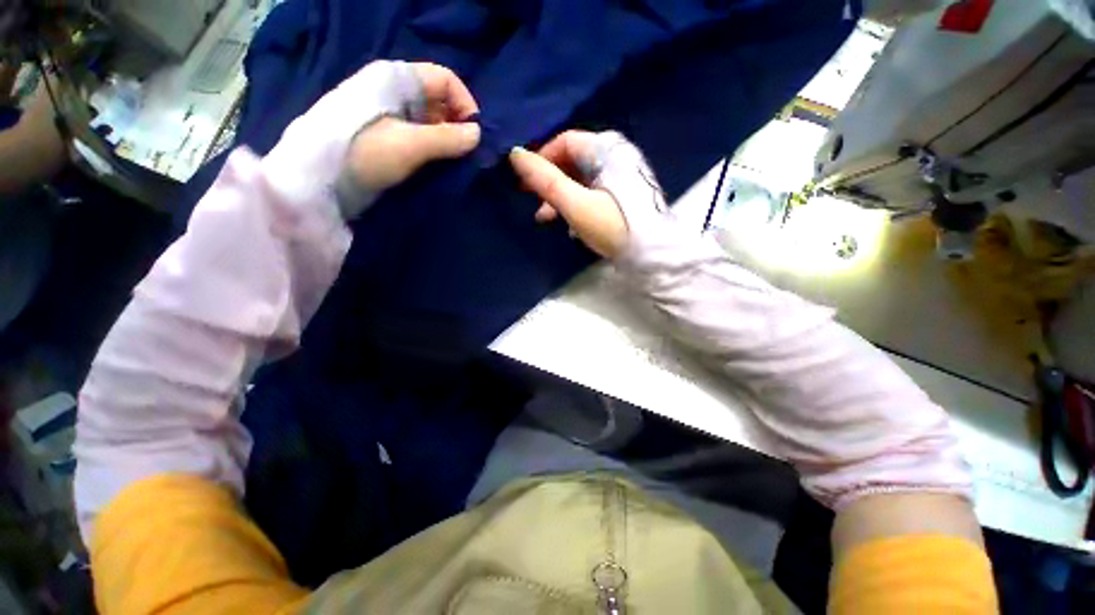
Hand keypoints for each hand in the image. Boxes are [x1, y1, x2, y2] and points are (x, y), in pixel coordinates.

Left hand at [345, 63, 479, 195]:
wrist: (323, 179)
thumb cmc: (366, 152)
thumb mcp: (410, 144)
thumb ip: (447, 138)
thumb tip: (478, 135)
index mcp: (398, 80)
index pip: (444, 79)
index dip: (465, 103)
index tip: (475, 134)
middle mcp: (397, 93)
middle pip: (440, 101)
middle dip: (459, 125)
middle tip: (469, 153)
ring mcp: (393, 116)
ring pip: (432, 121)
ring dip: (448, 140)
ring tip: (458, 162)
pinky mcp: (390, 138)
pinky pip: (422, 137)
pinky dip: (436, 150)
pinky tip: (442, 165)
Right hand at [509, 131, 630, 258]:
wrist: (652, 254)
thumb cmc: (612, 226)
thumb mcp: (576, 204)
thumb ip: (546, 180)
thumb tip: (515, 154)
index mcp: (607, 151)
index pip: (567, 141)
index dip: (543, 157)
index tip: (526, 180)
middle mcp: (616, 157)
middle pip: (573, 161)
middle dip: (549, 181)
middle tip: (532, 200)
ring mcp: (621, 177)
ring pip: (582, 179)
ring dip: (560, 196)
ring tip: (545, 218)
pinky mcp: (623, 196)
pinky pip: (593, 192)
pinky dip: (577, 203)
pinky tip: (569, 223)